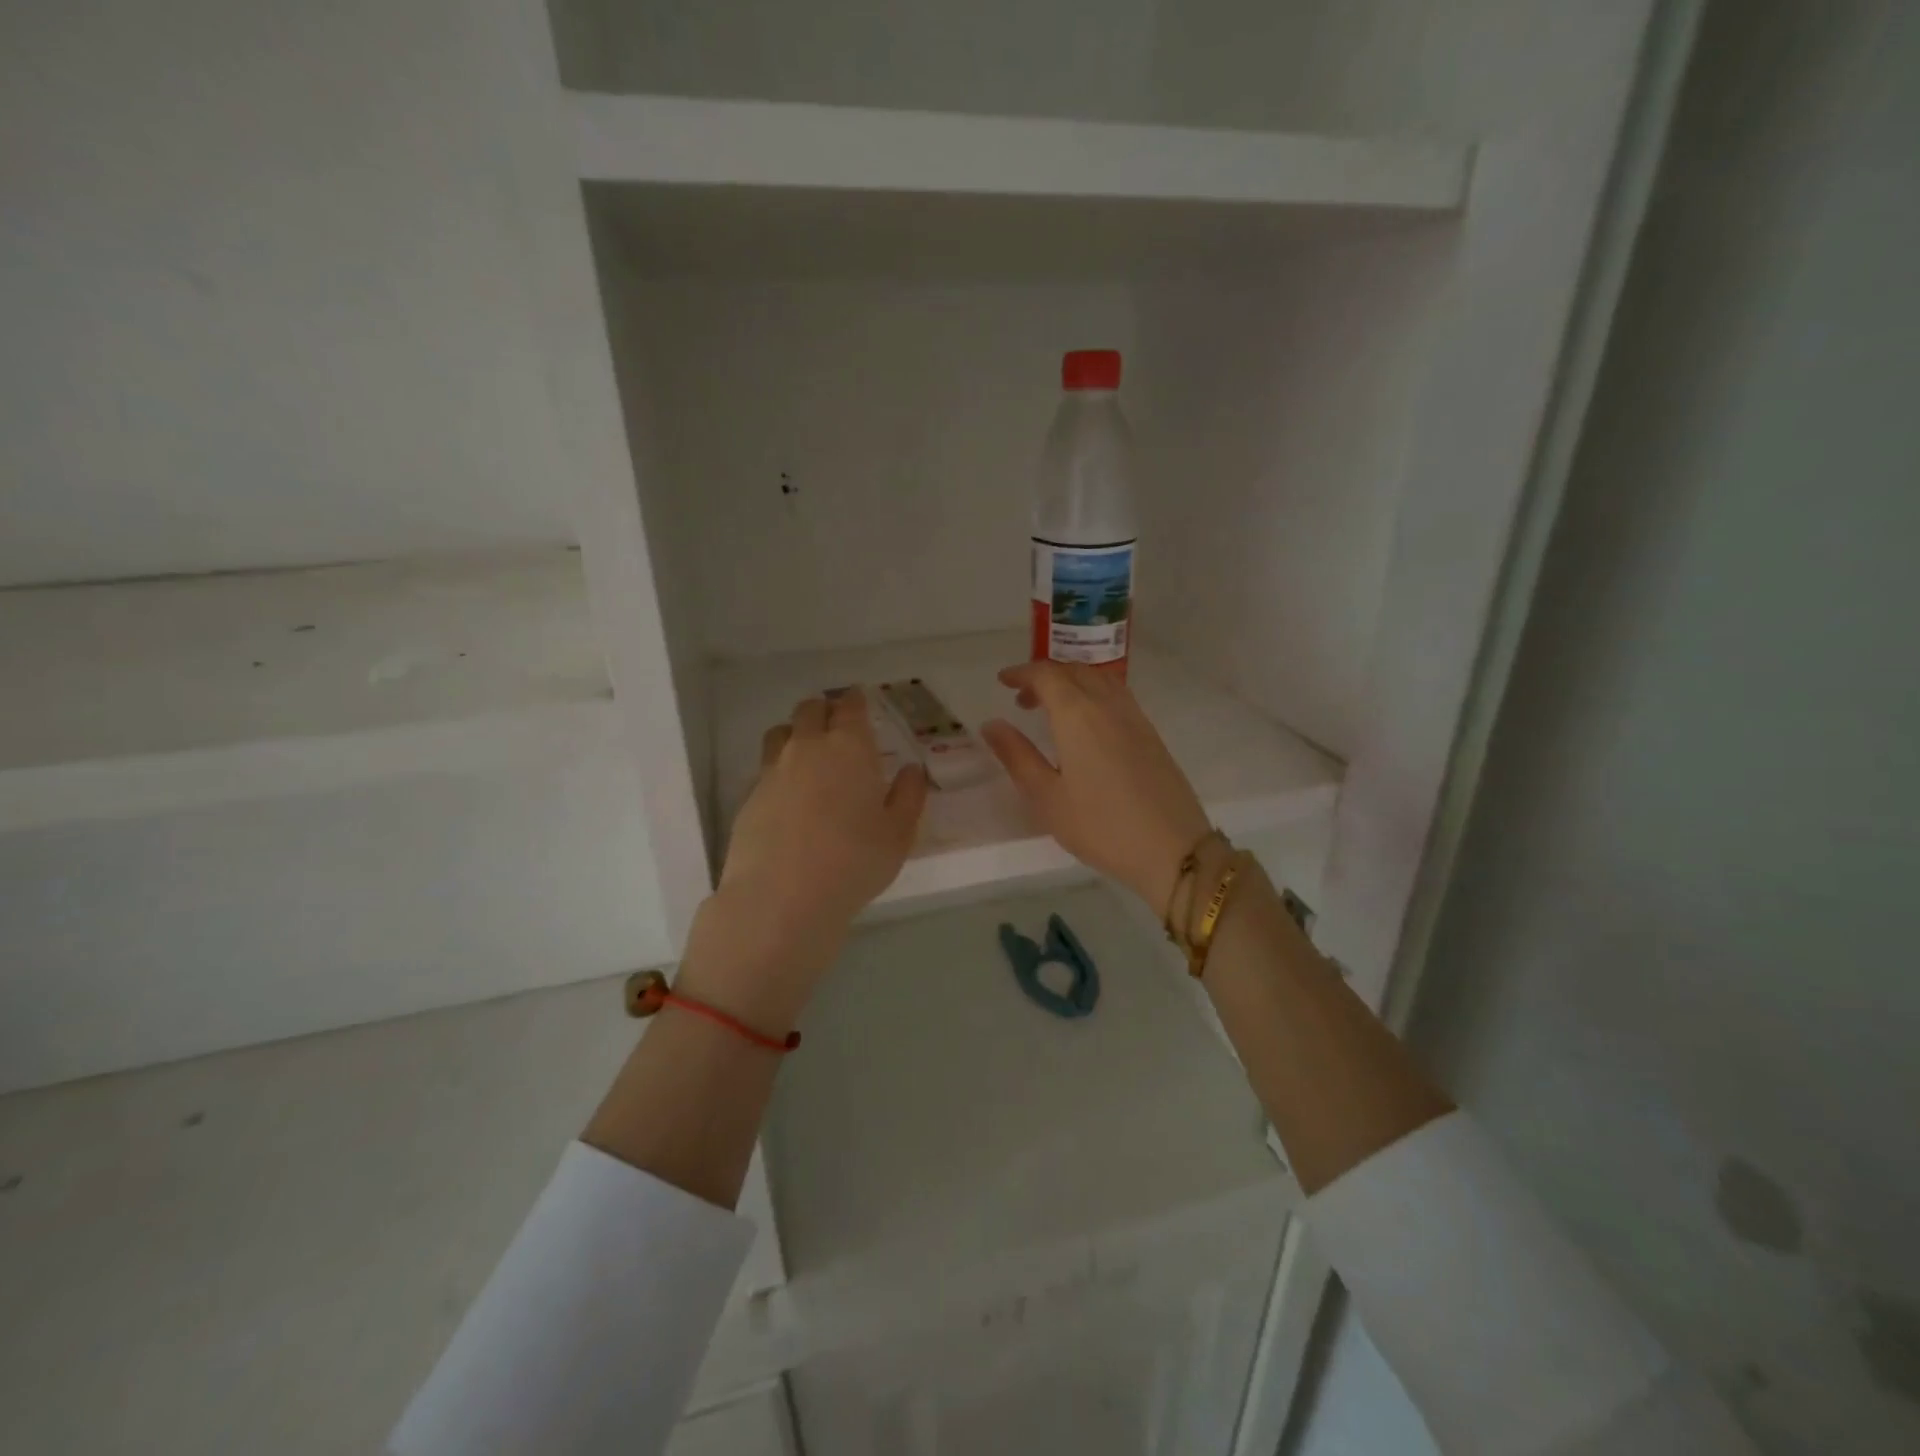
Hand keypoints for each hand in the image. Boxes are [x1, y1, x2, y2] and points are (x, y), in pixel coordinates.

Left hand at [684, 690, 928, 1025]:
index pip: (850, 706)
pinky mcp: (748, 796)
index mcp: (849, 747)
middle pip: (810, 710)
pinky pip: (765, 767)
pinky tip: (789, 796)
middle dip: (825, 711)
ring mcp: (772, 770)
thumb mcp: (898, 834)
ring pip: (781, 733)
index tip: (860, 702)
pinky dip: (779, 769)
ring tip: (808, 754)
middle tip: (837, 727)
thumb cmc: (854, 862)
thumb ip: (908, 796)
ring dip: (796, 733)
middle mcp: (807, 747)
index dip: (856, 700)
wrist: (782, 897)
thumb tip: (912, 771)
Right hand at [982, 662, 1211, 912]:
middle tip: (1022, 699)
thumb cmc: (1100, 826)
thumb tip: (992, 725)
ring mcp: (1135, 718)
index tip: (1003, 681)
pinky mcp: (1152, 735)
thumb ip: (1017, 756)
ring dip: (1072, 682)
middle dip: (1045, 676)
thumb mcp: (1047, 797)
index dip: (1022, 673)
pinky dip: (1094, 694)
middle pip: (1075, 671)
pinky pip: (1118, 696)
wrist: (1173, 849)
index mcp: (1078, 715)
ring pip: (1100, 680)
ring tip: (1053, 709)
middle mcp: (1108, 705)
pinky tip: (1088, 726)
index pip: (1047, 675)